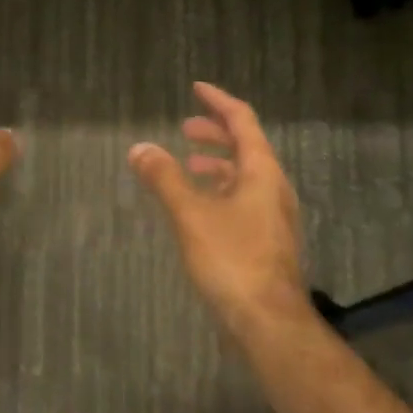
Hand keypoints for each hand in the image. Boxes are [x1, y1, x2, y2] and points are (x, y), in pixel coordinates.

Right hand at [129, 83, 308, 327]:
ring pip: (244, 176)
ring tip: (187, 166)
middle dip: (215, 133)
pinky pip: (243, 200)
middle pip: (246, 146)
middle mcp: (273, 187)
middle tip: (185, 129)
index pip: (242, 120)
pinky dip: (220, 191)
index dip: (219, 102)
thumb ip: (164, 179)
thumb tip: (139, 147)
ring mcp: (273, 216)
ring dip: (217, 164)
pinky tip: (199, 208)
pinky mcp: (267, 241)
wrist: (269, 323)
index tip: (197, 88)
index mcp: (262, 171)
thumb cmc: (232, 260)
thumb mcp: (191, 215)